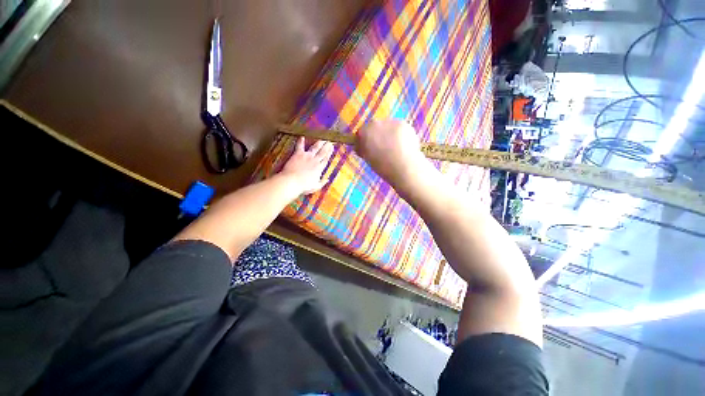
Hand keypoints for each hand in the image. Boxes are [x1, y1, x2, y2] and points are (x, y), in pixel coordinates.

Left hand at [280, 137, 333, 194]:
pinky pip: (300, 146)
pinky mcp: (298, 154)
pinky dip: (300, 141)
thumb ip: (322, 182)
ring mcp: (307, 156)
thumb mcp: (316, 186)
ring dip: (319, 143)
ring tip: (322, 139)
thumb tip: (328, 180)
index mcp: (319, 168)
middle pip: (322, 152)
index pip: (326, 159)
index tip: (332, 148)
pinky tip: (302, 137)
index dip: (329, 153)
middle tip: (329, 141)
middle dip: (327, 146)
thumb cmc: (304, 186)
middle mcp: (315, 161)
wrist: (292, 182)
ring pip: (315, 148)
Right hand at [356, 120, 427, 189]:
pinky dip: (399, 135)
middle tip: (382, 148)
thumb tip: (362, 146)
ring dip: (388, 133)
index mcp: (365, 132)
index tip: (367, 148)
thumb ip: (363, 149)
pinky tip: (403, 145)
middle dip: (376, 134)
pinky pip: (399, 128)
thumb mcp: (368, 159)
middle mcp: (377, 123)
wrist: (405, 168)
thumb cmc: (383, 167)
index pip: (361, 132)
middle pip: (374, 126)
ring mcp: (391, 122)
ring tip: (394, 148)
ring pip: (388, 126)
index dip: (364, 140)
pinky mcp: (405, 124)